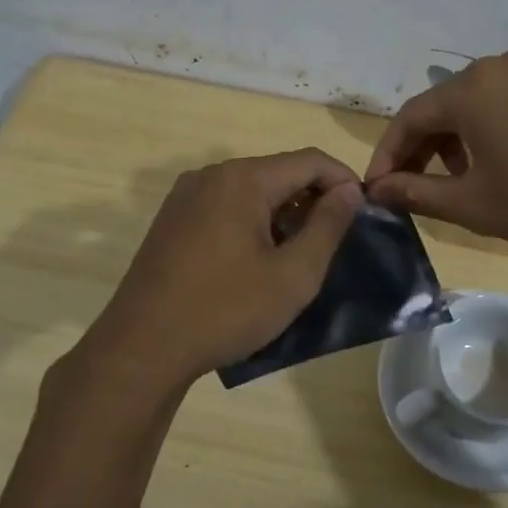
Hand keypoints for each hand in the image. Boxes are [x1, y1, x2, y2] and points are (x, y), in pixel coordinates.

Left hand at [69, 149, 363, 396]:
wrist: (142, 348)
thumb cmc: (225, 310)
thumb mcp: (293, 275)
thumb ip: (328, 226)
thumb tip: (349, 190)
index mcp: (243, 179)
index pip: (310, 160)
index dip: (344, 181)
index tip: (365, 214)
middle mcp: (211, 175)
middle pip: (278, 172)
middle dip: (313, 199)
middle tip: (335, 240)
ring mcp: (185, 196)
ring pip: (251, 190)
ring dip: (282, 213)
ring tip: (300, 254)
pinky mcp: (172, 220)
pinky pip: (224, 206)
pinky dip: (252, 222)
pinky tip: (258, 260)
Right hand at [364, 51, 507, 265]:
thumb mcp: (475, 205)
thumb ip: (417, 194)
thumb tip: (377, 191)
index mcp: (472, 88)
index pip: (409, 118)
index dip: (388, 156)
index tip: (379, 191)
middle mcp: (502, 65)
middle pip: (444, 106)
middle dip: (424, 149)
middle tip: (417, 189)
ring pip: (480, 103)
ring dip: (460, 140)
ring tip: (466, 181)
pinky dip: (496, 130)